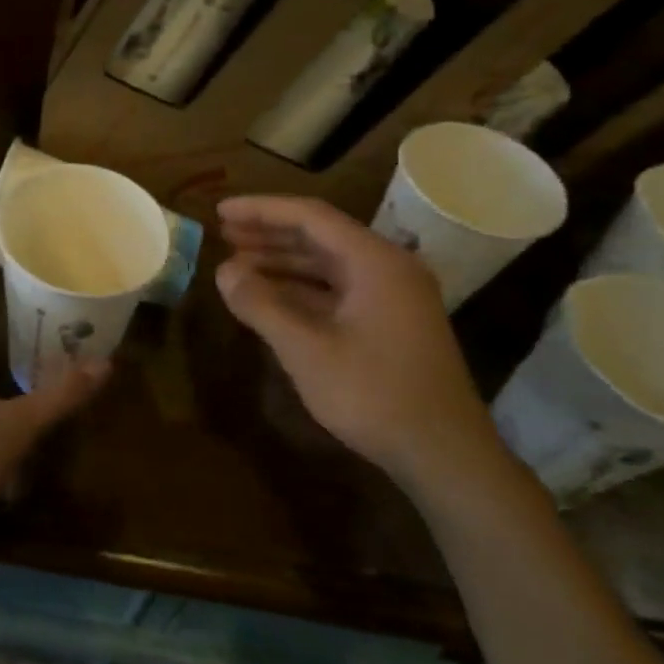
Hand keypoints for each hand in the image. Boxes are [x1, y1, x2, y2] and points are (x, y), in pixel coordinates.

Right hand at [215, 195, 507, 498]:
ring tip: (237, 262)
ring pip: (327, 265)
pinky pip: (337, 291)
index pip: (311, 216)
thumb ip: (262, 305)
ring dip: (282, 261)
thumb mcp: (307, 350)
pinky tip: (270, 297)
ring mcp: (391, 297)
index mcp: (375, 262)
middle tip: (223, 233)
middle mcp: (387, 268)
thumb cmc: (373, 394)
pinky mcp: (389, 323)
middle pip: (320, 236)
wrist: (443, 453)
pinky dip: (300, 289)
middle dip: (269, 233)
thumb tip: (224, 271)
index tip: (220, 210)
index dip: (261, 210)